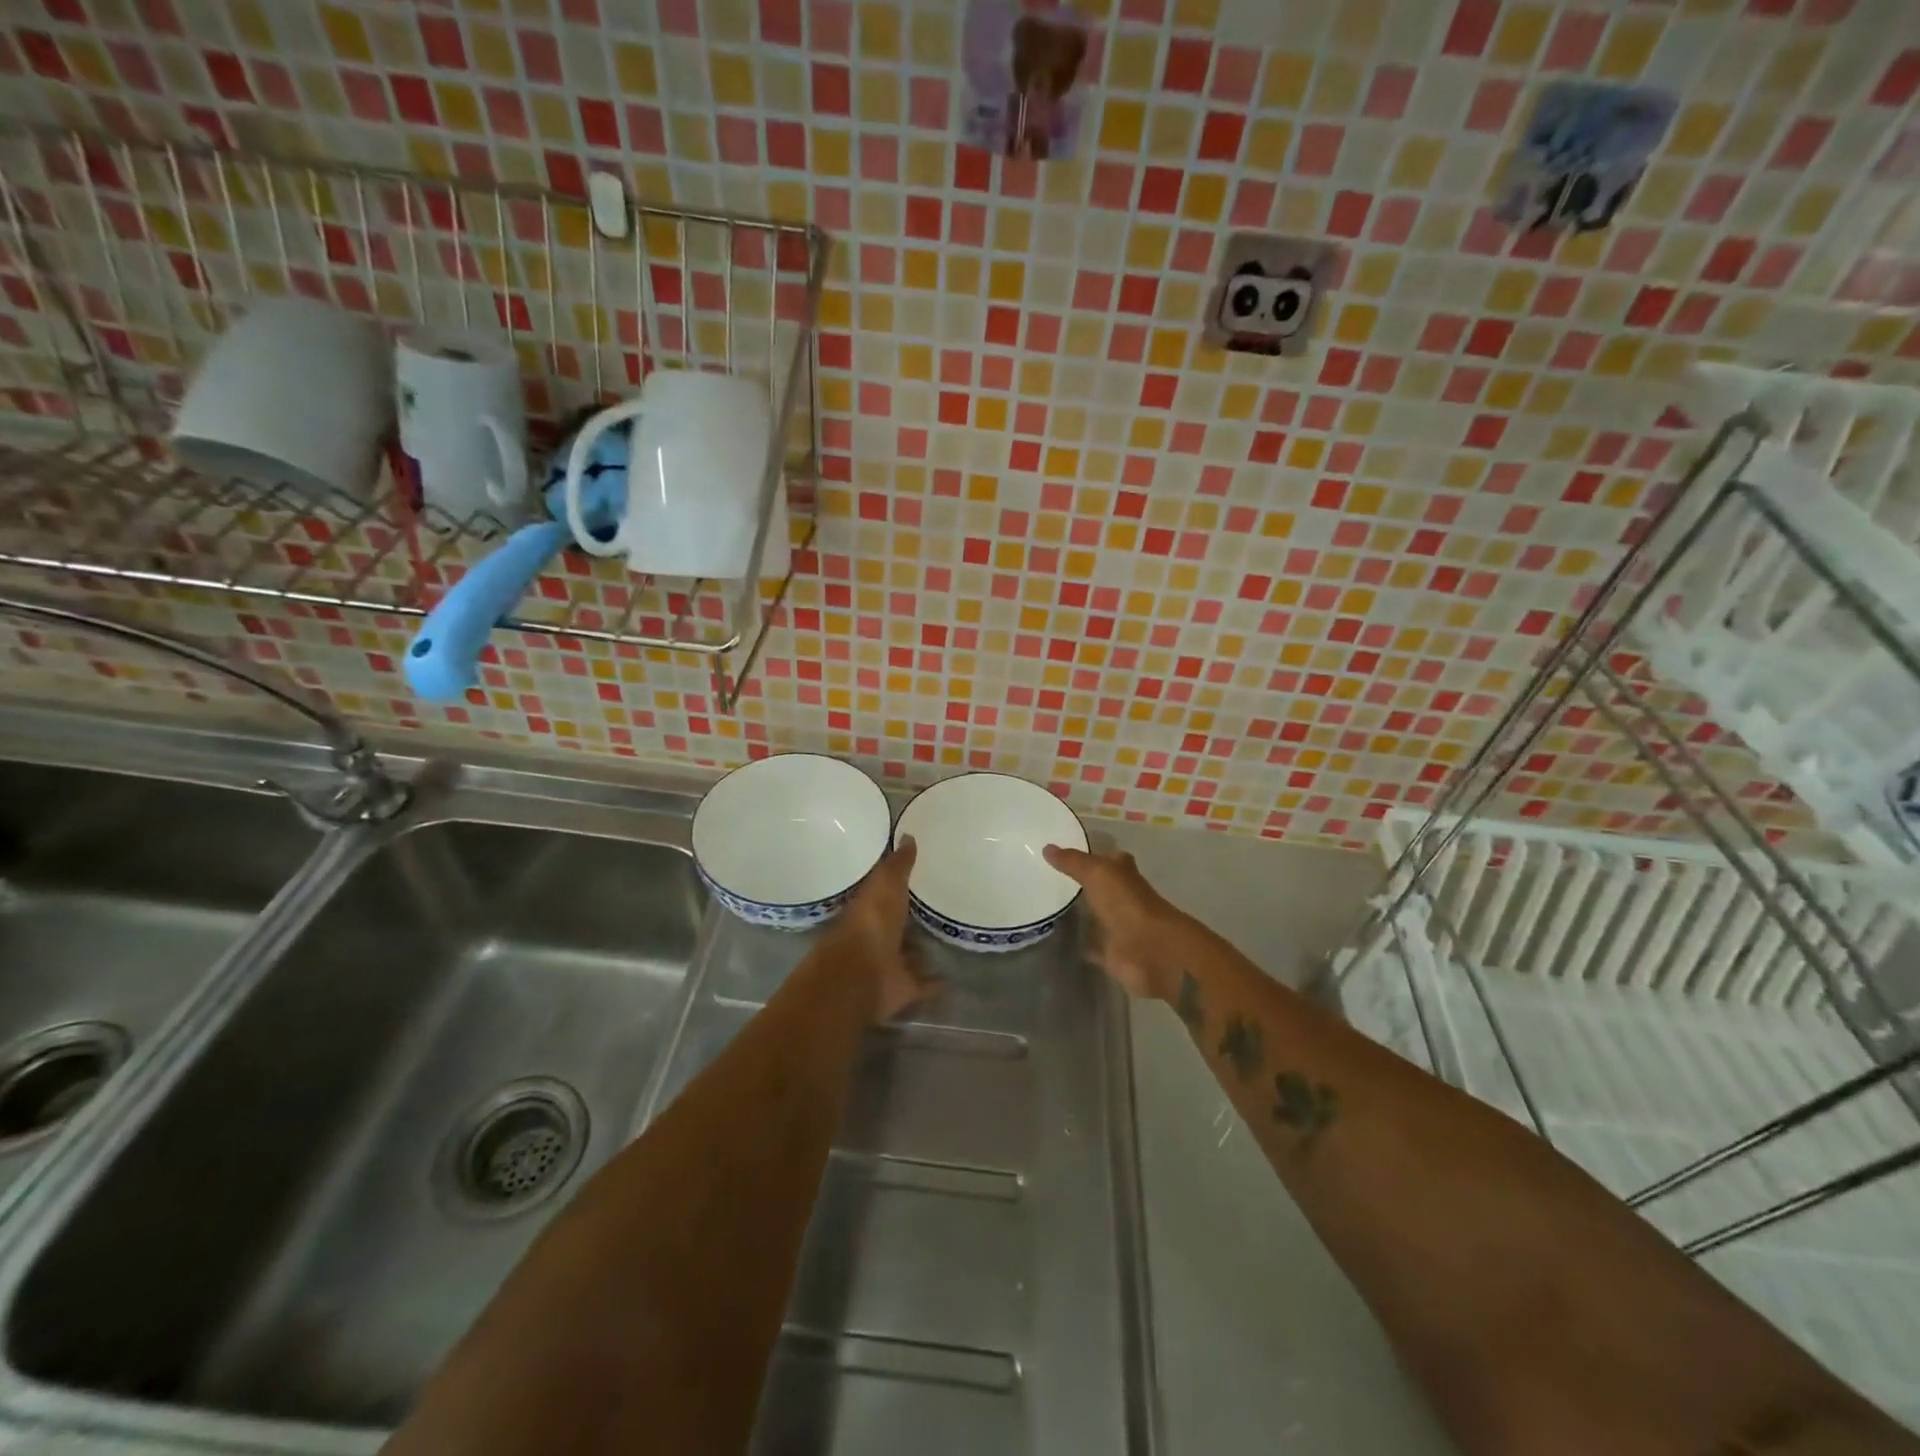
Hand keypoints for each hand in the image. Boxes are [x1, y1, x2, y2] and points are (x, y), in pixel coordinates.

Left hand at [829, 837, 938, 1022]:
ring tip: (946, 939)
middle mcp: (877, 935)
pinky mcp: (903, 988)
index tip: (919, 874)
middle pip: (897, 924)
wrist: (860, 975)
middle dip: (910, 919)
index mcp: (869, 908)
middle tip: (937, 906)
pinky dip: (935, 982)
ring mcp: (889, 963)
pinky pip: (922, 983)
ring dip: (921, 950)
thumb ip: (897, 864)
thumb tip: (908, 835)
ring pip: (908, 953)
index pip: (884, 891)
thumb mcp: (885, 885)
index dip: (897, 884)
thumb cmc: (871, 923)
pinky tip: (953, 977)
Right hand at [1042, 845, 1183, 1000]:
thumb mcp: (1097, 873)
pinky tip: (1061, 940)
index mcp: (1124, 874)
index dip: (1094, 854)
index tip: (1067, 853)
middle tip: (1050, 879)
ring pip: (1097, 916)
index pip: (1110, 858)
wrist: (1150, 950)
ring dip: (1082, 913)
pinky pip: (1094, 947)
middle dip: (1083, 884)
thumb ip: (1072, 862)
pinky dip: (1083, 944)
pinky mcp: (1113, 953)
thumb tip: (1047, 848)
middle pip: (1102, 887)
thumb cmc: (1127, 903)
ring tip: (1050, 907)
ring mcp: (1119, 926)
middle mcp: (1124, 898)